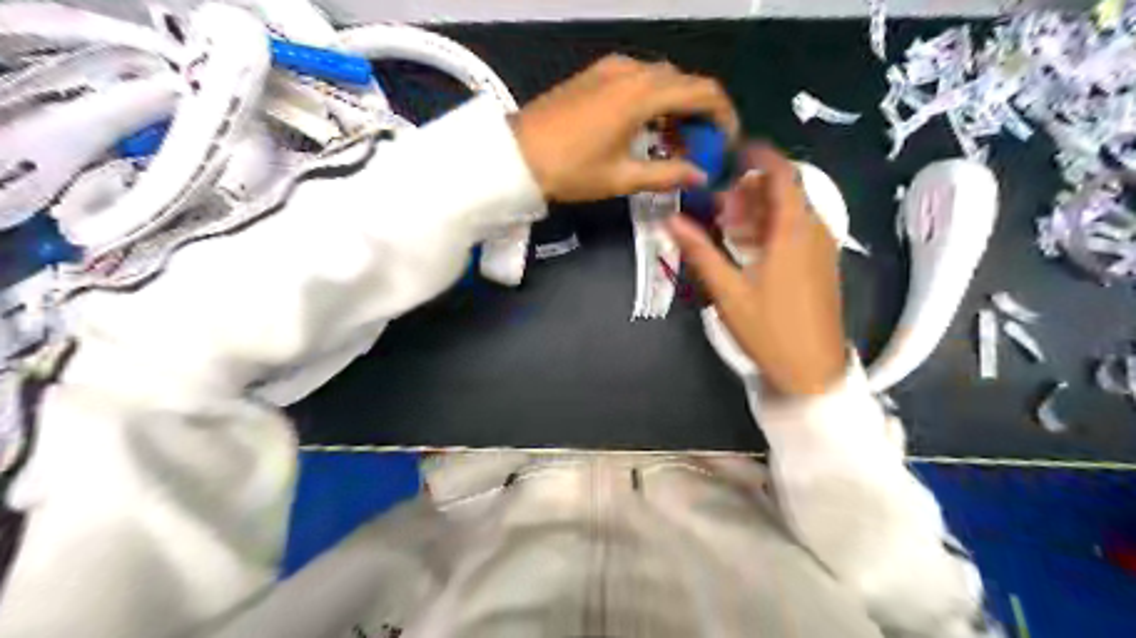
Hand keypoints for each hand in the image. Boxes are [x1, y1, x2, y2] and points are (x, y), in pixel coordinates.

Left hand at [511, 55, 742, 201]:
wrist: (516, 156)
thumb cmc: (571, 170)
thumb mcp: (622, 178)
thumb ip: (667, 174)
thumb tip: (700, 175)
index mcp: (643, 94)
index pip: (703, 91)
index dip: (723, 115)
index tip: (727, 143)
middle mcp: (632, 71)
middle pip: (684, 82)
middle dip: (700, 113)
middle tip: (699, 149)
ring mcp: (611, 69)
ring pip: (661, 80)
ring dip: (676, 107)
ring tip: (674, 143)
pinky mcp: (595, 75)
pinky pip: (637, 79)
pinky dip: (653, 100)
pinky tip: (646, 128)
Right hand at [667, 144, 840, 395]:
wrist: (812, 370)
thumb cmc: (769, 329)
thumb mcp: (728, 291)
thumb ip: (700, 251)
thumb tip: (671, 220)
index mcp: (793, 231)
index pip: (782, 174)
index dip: (759, 156)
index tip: (733, 149)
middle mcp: (813, 231)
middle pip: (784, 192)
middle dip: (750, 189)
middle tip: (717, 202)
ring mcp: (821, 250)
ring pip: (790, 213)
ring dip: (759, 211)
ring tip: (726, 224)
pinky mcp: (820, 266)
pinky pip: (797, 231)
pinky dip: (772, 228)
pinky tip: (747, 247)